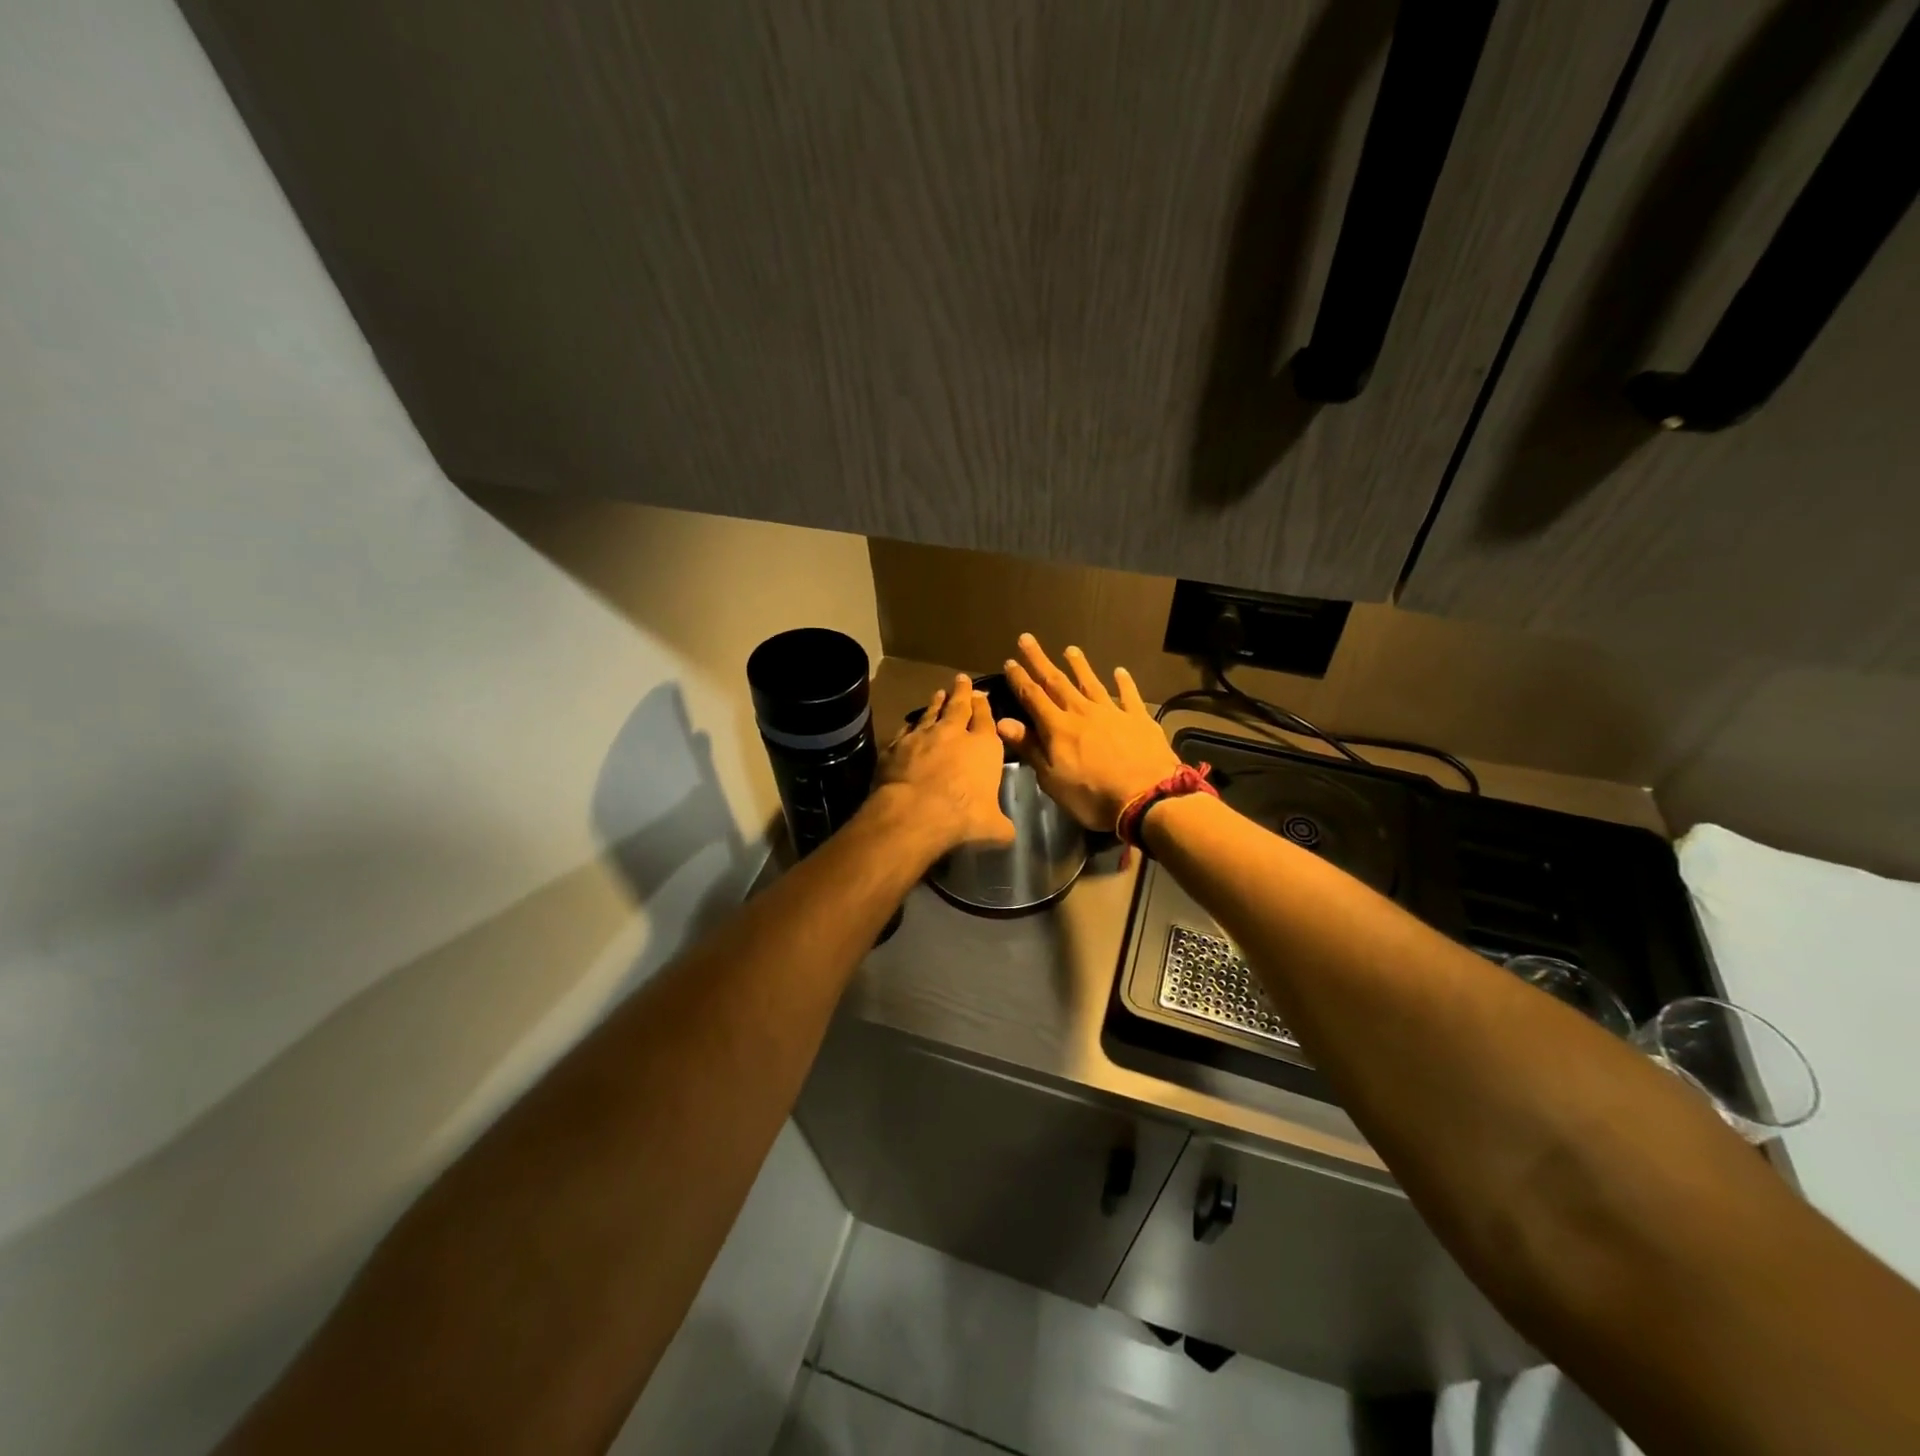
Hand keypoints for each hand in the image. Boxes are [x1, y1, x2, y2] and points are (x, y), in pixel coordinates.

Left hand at [872, 674, 1016, 855]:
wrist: (914, 813)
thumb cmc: (963, 817)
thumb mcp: (993, 828)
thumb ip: (1002, 826)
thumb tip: (1008, 833)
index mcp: (984, 747)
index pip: (986, 719)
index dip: (985, 707)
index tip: (982, 695)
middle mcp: (954, 734)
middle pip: (959, 706)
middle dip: (962, 692)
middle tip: (961, 679)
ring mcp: (922, 737)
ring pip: (931, 713)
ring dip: (936, 702)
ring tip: (939, 693)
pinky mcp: (896, 746)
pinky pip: (906, 731)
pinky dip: (910, 726)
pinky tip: (910, 725)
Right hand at [999, 635, 1181, 831]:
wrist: (1147, 797)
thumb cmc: (1093, 795)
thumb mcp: (1052, 779)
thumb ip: (1029, 747)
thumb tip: (1002, 722)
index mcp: (1058, 727)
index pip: (1033, 697)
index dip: (1019, 679)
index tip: (1009, 661)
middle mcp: (1082, 712)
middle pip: (1057, 682)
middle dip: (1040, 661)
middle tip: (1028, 639)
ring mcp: (1112, 712)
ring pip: (1091, 683)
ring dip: (1079, 665)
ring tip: (1070, 649)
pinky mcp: (1138, 719)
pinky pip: (1129, 695)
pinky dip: (1123, 682)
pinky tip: (1120, 671)